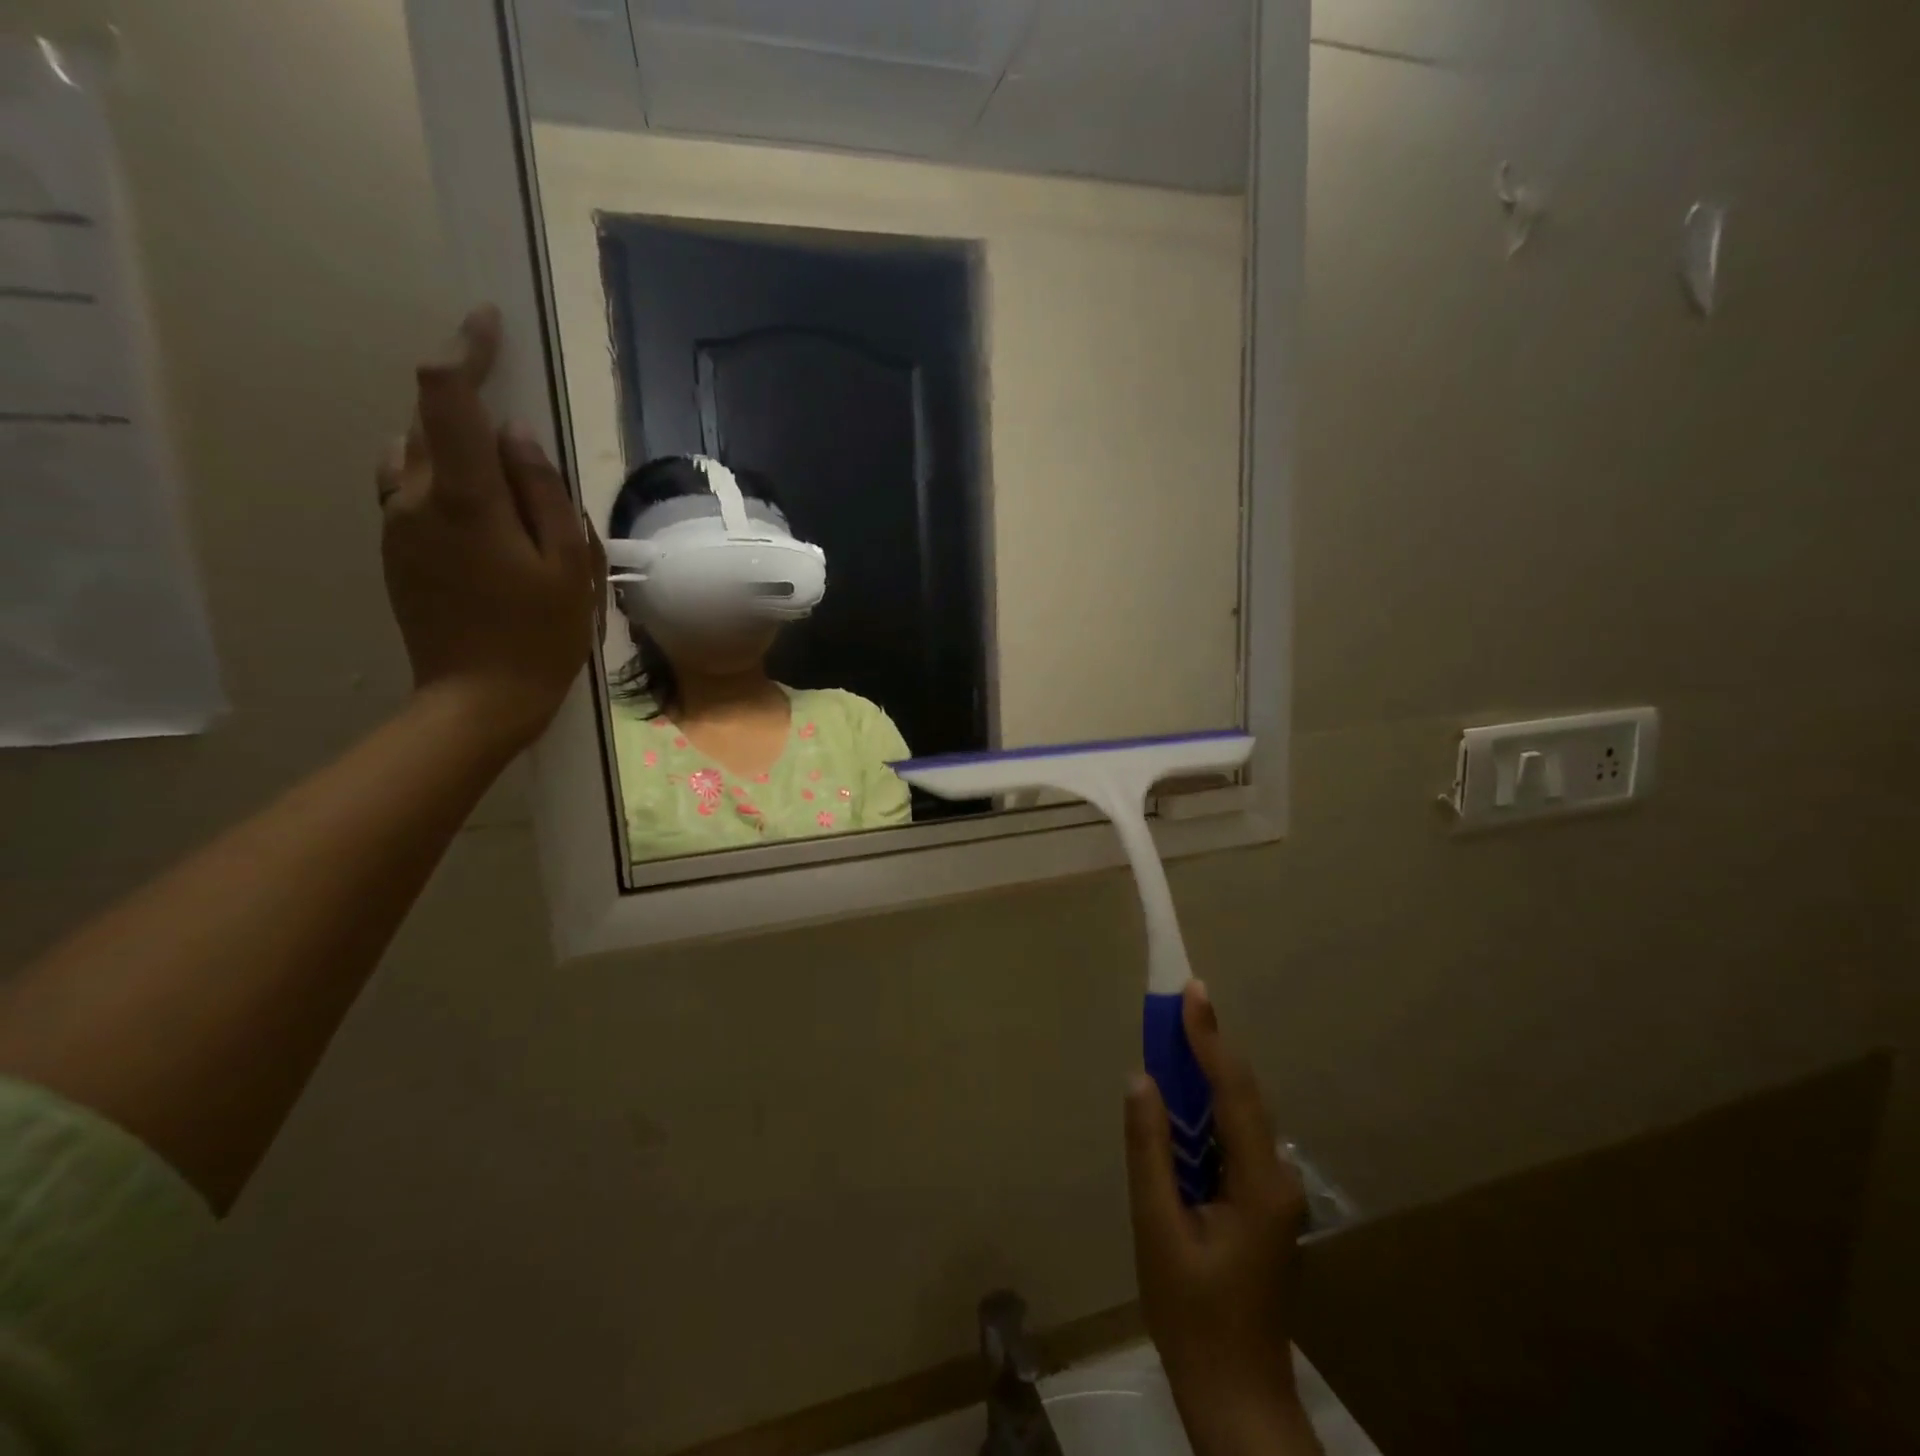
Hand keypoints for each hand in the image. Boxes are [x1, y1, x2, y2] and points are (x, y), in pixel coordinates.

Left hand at [378, 306, 603, 752]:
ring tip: (508, 491)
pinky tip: (485, 519)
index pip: (448, 397)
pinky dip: (443, 479)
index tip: (489, 325)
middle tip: (525, 450)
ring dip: (456, 448)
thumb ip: (544, 493)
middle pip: (430, 421)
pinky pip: (410, 488)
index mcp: (463, 498)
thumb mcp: (567, 565)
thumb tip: (517, 436)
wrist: (478, 699)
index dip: (466, 351)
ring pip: (416, 454)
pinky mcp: (393, 548)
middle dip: (471, 410)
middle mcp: (413, 497)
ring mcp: (395, 524)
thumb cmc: (539, 635)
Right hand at [1125, 981, 1318, 1455]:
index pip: (1233, 1091)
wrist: (1234, 1391)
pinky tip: (1181, 1100)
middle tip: (1176, 1002)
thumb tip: (1141, 1079)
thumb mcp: (1157, 1229)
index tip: (1191, 991)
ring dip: (1206, 1073)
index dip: (1209, 1037)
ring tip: (1172, 1036)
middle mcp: (1276, 1177)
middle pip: (1241, 1095)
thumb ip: (1149, 1150)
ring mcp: (1273, 1191)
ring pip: (1239, 1114)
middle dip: (1208, 1044)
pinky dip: (1207, 1106)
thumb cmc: (1191, 1313)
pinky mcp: (1260, 1201)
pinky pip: (1233, 1136)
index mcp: (1259, 1183)